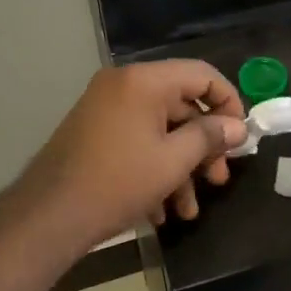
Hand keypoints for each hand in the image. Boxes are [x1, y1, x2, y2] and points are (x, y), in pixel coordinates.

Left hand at [20, 62, 247, 248]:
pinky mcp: (94, 134)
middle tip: (219, 179)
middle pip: (181, 106)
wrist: (49, 216)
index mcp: (144, 81)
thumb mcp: (173, 161)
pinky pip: (136, 143)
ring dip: (180, 169)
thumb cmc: (118, 182)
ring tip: (189, 210)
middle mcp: (123, 86)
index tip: (241, 135)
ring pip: (159, 131)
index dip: (229, 102)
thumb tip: (237, 126)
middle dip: (203, 147)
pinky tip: (161, 212)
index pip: (201, 74)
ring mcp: (105, 110)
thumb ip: (209, 137)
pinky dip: (153, 170)